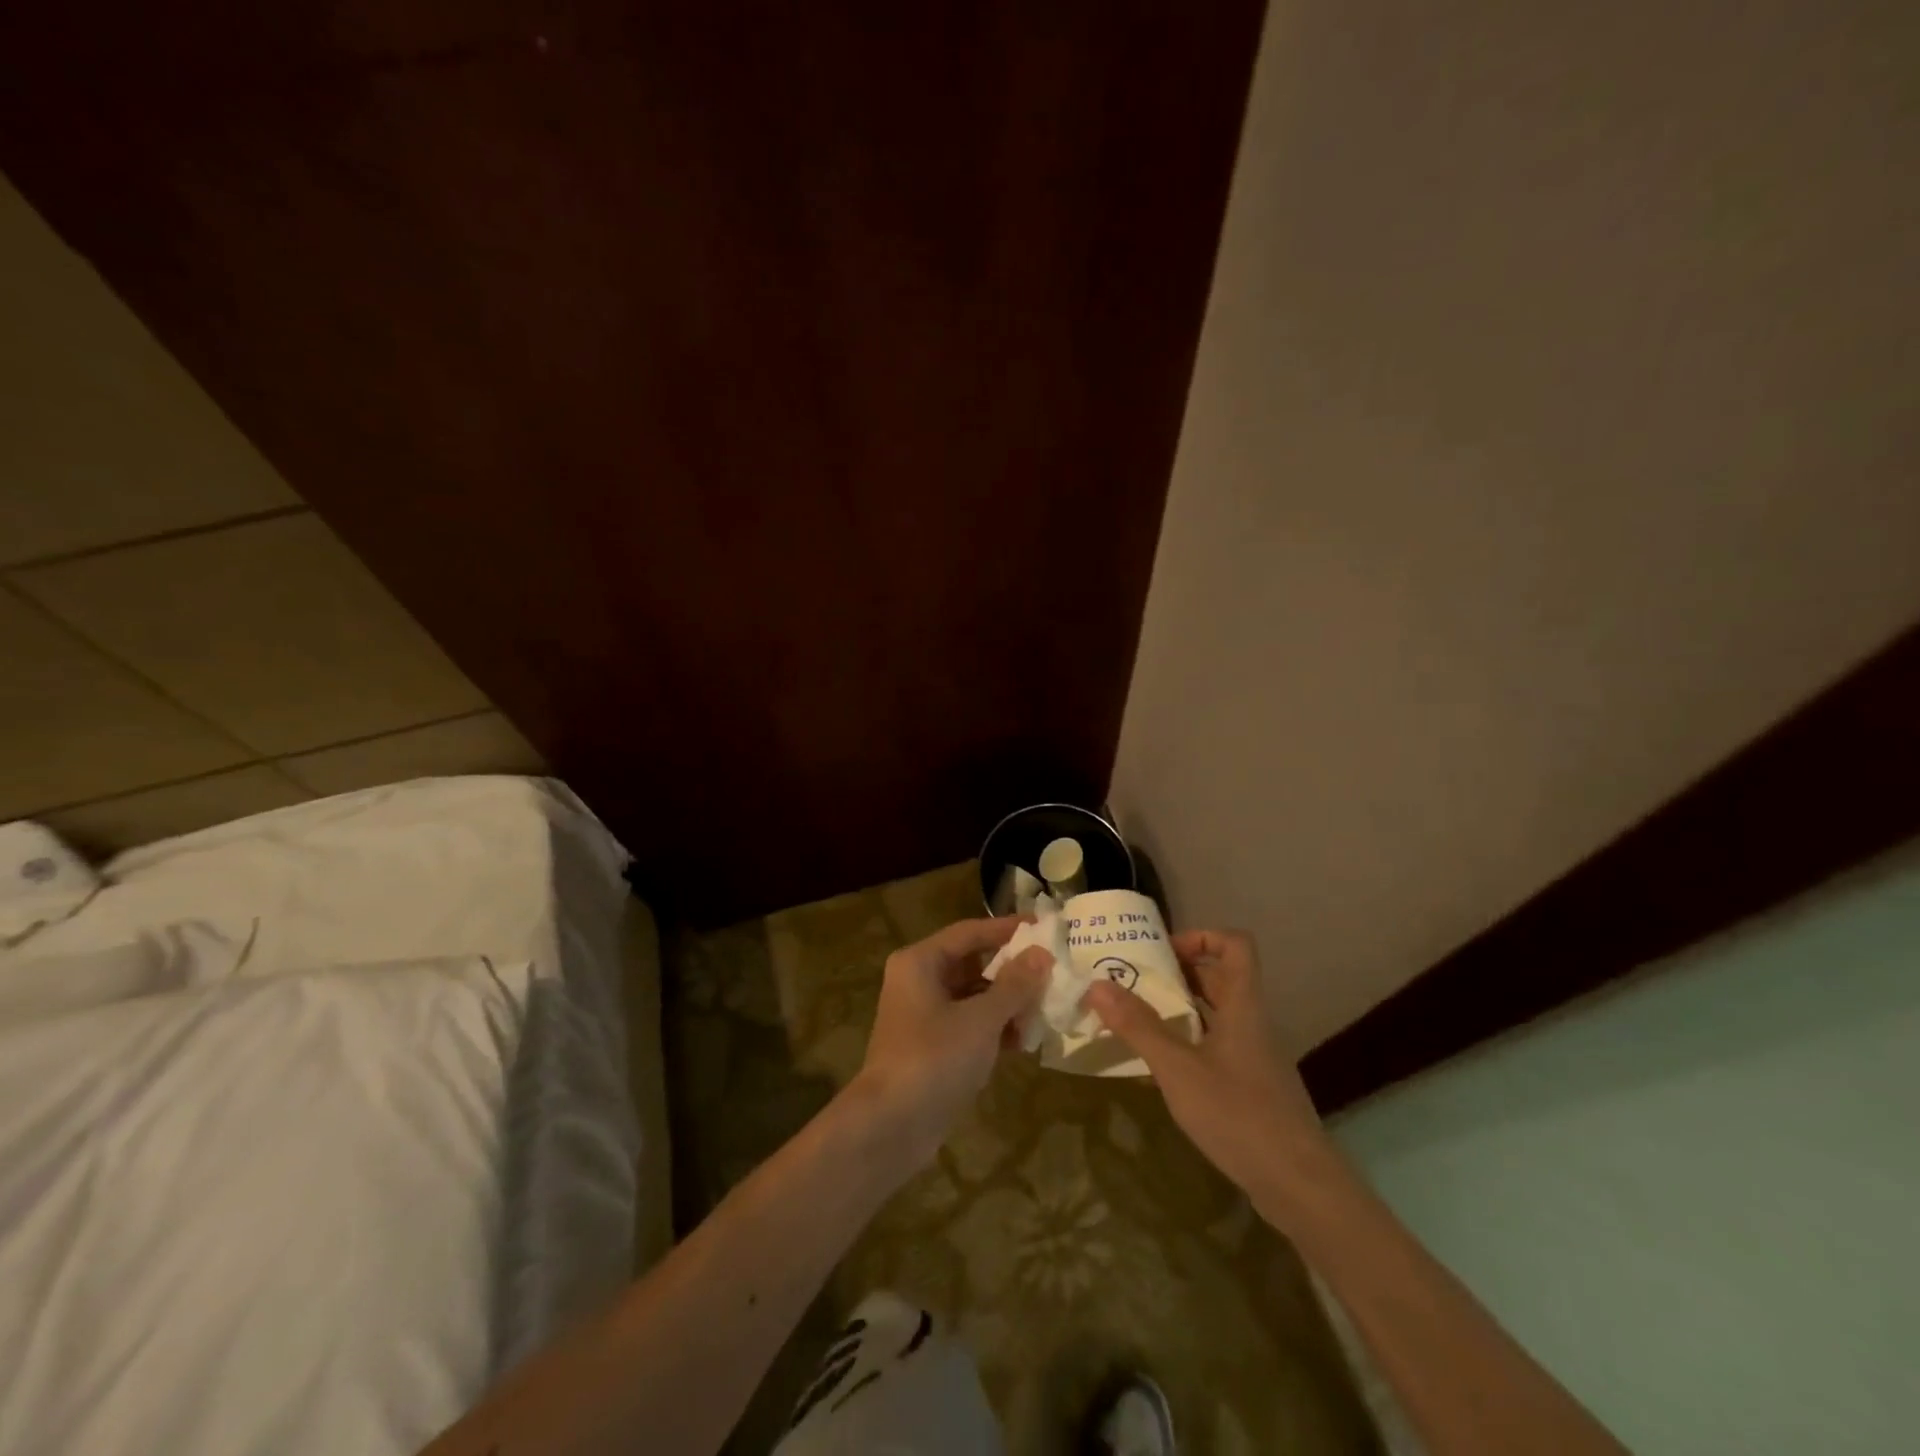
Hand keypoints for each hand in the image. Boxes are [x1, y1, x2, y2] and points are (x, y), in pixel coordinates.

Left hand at [849, 916, 1050, 1170]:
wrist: (891, 1126)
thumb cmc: (935, 1058)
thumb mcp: (981, 1019)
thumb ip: (1014, 985)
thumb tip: (1042, 953)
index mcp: (921, 962)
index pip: (970, 932)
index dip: (1007, 928)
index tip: (1044, 927)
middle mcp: (919, 980)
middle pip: (973, 963)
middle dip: (1012, 971)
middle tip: (1052, 972)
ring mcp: (924, 1015)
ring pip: (973, 996)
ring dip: (1007, 1003)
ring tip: (1045, 1009)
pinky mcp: (932, 1046)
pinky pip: (969, 1024)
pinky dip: (994, 1028)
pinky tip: (1024, 1040)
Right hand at [1084, 929, 1327, 1209]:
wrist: (1299, 1186)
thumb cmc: (1238, 1114)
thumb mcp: (1178, 1068)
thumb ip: (1138, 1026)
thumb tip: (1097, 984)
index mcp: (1243, 1005)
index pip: (1235, 945)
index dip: (1201, 936)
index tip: (1163, 953)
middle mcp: (1252, 1022)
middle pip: (1221, 978)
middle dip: (1178, 974)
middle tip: (1135, 982)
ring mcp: (1256, 1057)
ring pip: (1218, 1014)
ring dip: (1181, 1009)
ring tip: (1138, 1018)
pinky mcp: (1253, 1088)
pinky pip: (1218, 1047)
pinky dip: (1190, 1043)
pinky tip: (1162, 1066)